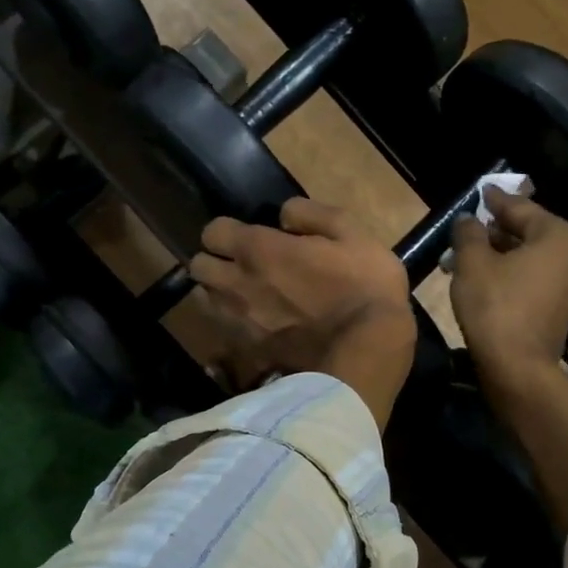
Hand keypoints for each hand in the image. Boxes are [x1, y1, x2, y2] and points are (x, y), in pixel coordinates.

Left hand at [189, 198, 415, 429]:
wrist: (368, 349)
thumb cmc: (364, 284)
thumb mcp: (351, 232)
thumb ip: (311, 214)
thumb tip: (283, 215)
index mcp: (259, 250)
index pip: (212, 232)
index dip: (227, 231)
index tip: (248, 235)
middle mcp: (238, 284)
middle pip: (198, 268)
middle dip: (214, 261)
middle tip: (241, 264)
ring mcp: (241, 323)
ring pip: (208, 302)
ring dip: (221, 293)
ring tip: (249, 295)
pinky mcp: (252, 352)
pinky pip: (228, 333)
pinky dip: (237, 325)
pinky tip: (261, 325)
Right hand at [448, 188, 567, 386]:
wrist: (517, 368)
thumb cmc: (495, 306)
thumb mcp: (472, 262)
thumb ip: (469, 232)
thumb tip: (468, 219)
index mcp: (560, 236)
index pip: (521, 208)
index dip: (495, 200)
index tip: (481, 192)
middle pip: (528, 233)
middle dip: (495, 231)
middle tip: (468, 228)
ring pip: (530, 258)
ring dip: (500, 255)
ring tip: (467, 255)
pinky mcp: (561, 310)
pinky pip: (533, 280)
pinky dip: (511, 274)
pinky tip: (484, 278)